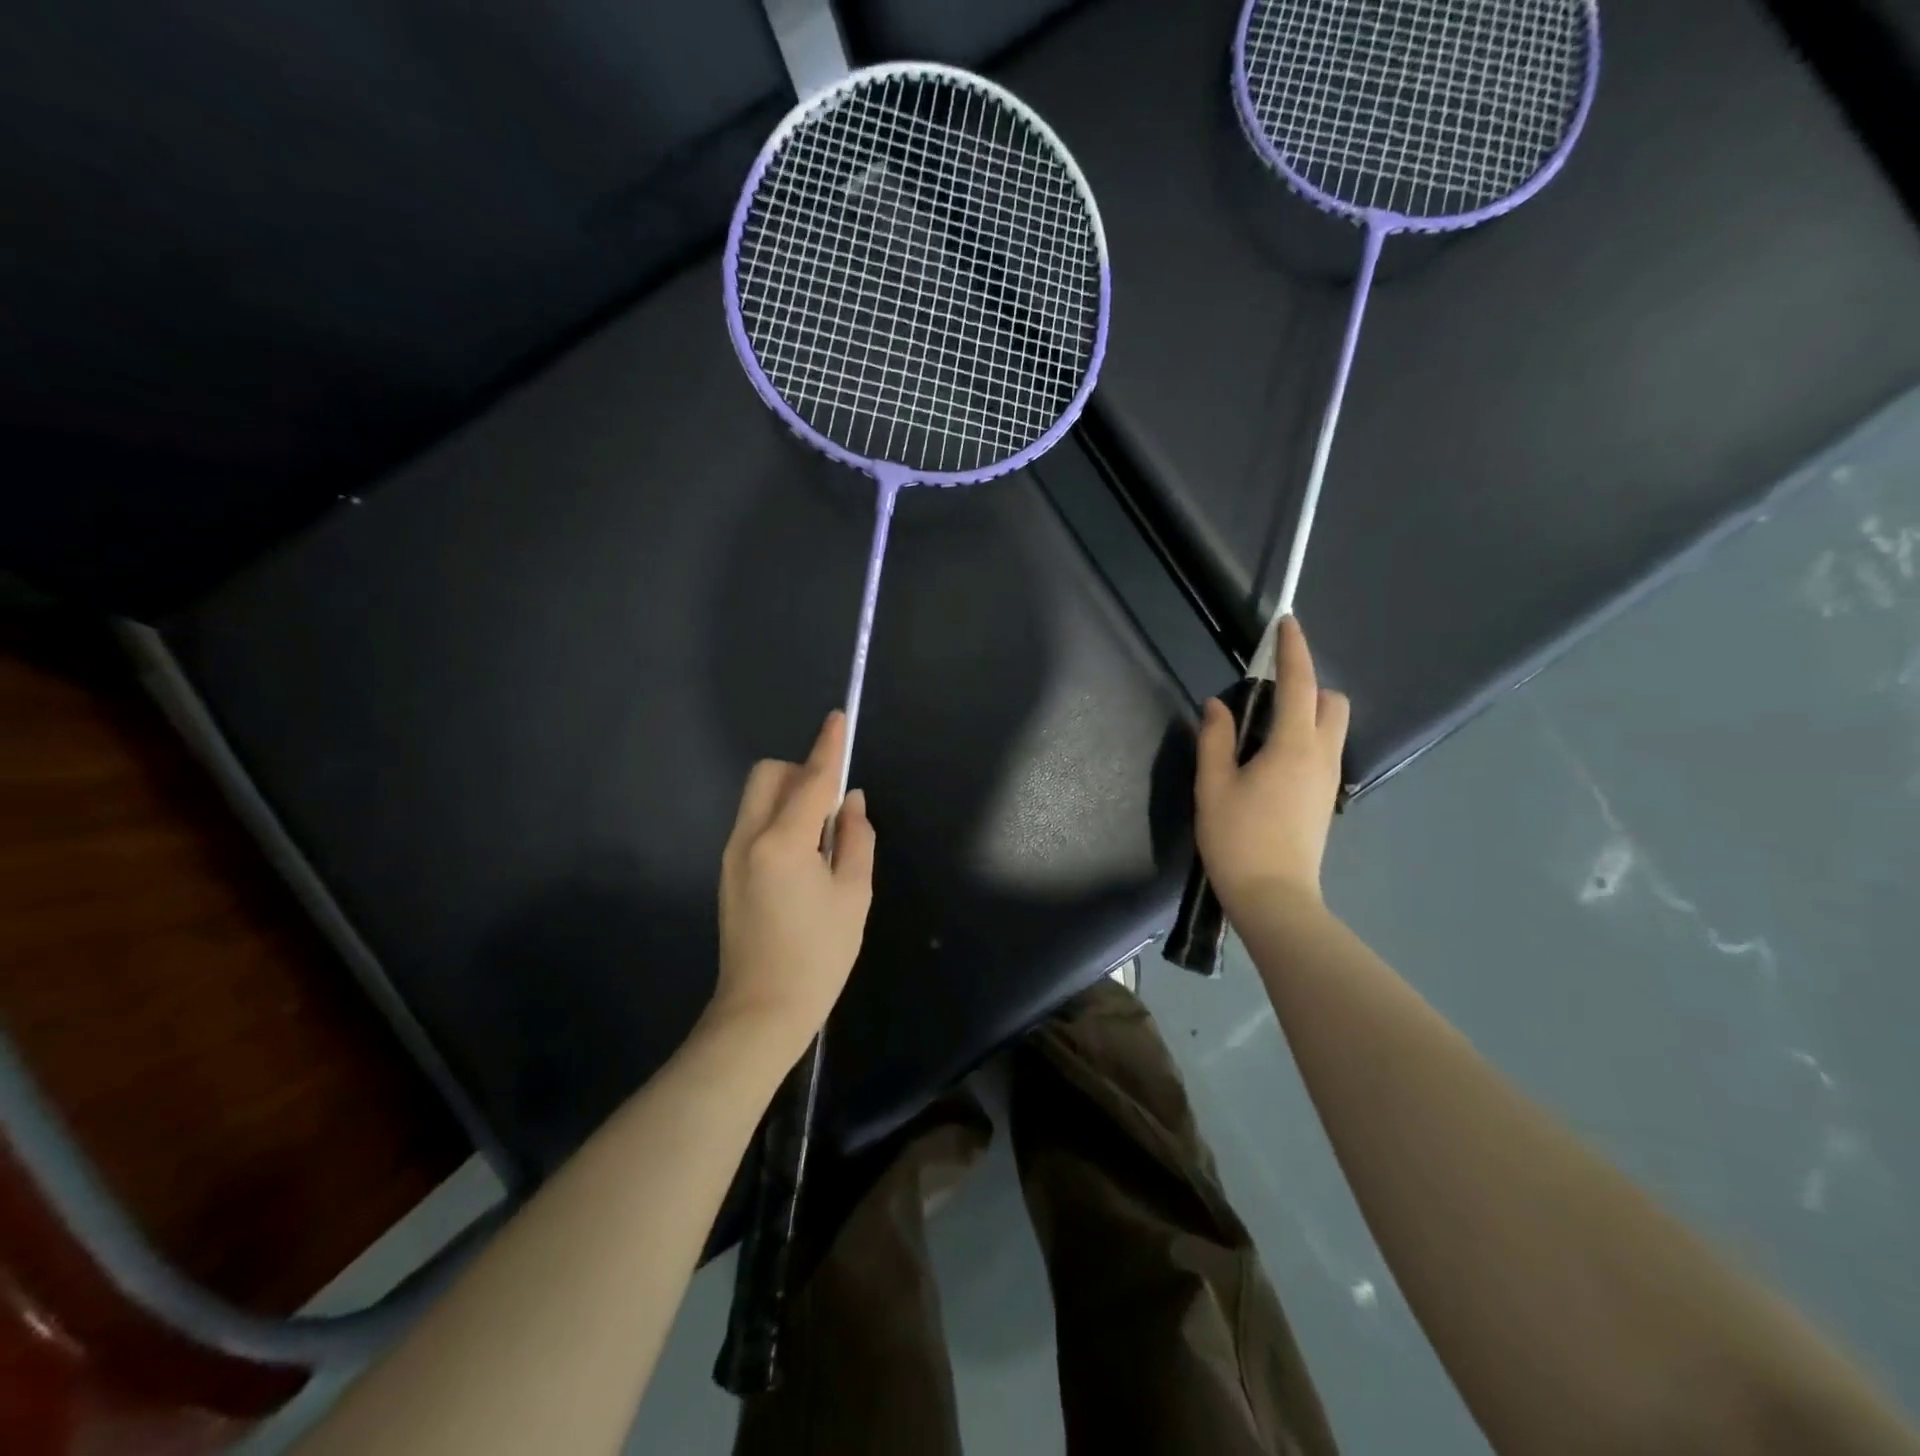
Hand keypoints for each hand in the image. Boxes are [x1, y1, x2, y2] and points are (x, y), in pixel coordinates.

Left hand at [709, 712, 875, 1053]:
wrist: (760, 1012)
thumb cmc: (818, 957)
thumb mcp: (853, 896)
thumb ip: (855, 839)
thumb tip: (850, 803)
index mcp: (783, 842)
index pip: (811, 780)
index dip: (828, 747)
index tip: (838, 718)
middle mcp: (748, 839)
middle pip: (769, 776)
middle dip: (801, 772)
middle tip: (832, 804)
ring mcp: (732, 856)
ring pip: (758, 799)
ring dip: (791, 797)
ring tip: (823, 838)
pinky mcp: (728, 873)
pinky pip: (755, 824)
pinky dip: (780, 820)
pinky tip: (803, 858)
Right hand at [1195, 616, 1349, 916]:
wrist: (1274, 897)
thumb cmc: (1238, 839)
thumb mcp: (1214, 786)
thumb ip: (1216, 740)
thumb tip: (1217, 706)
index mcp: (1292, 746)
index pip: (1298, 684)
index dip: (1293, 650)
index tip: (1287, 623)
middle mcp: (1321, 755)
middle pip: (1330, 701)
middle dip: (1307, 683)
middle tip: (1267, 693)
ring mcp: (1329, 778)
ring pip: (1331, 726)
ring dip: (1306, 710)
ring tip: (1263, 727)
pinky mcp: (1325, 798)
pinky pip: (1323, 749)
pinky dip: (1305, 735)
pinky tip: (1271, 758)